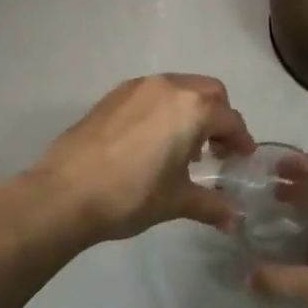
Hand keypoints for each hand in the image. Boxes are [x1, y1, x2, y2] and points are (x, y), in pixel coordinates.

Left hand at [31, 75, 255, 242]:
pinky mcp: (113, 95)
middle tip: (217, 149)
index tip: (243, 158)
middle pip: (209, 92)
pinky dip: (164, 109)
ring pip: (179, 88)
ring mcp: (138, 87)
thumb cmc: (131, 195)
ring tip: (184, 147)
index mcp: (192, 108)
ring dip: (191, 111)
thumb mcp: (176, 201)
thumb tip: (235, 220)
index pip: (231, 119)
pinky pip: (152, 94)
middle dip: (219, 117)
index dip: (241, 140)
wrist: (65, 193)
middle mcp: (169, 87)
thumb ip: (211, 205)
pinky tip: (153, 142)